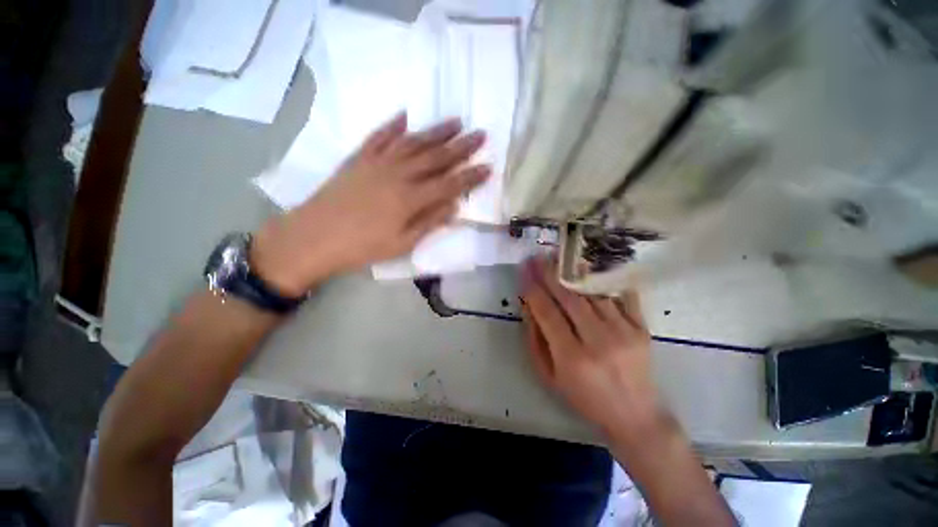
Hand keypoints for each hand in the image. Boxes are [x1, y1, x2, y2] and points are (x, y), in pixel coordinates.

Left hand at [251, 113, 489, 295]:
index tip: (489, 167)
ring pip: (413, 142)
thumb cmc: (361, 247)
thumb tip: (454, 207)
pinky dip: (392, 125)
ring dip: (435, 131)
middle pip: (436, 157)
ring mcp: (377, 163)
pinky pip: (379, 137)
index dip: (471, 176)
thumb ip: (429, 223)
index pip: (450, 184)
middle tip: (480, 135)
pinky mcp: (359, 159)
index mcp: (410, 199)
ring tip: (455, 121)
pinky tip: (405, 116)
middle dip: (461, 147)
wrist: (313, 238)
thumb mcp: (401, 244)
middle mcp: (398, 174)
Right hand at [520, 257, 663, 440]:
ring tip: (560, 257)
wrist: (634, 414)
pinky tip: (593, 267)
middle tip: (537, 257)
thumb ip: (536, 340)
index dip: (533, 289)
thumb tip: (528, 306)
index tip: (523, 270)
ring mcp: (624, 332)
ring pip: (593, 294)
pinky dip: (606, 280)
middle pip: (569, 298)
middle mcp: (599, 341)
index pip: (547, 313)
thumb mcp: (549, 375)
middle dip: (549, 275)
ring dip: (574, 273)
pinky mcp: (641, 329)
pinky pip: (622, 297)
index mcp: (572, 357)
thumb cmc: (584, 398)